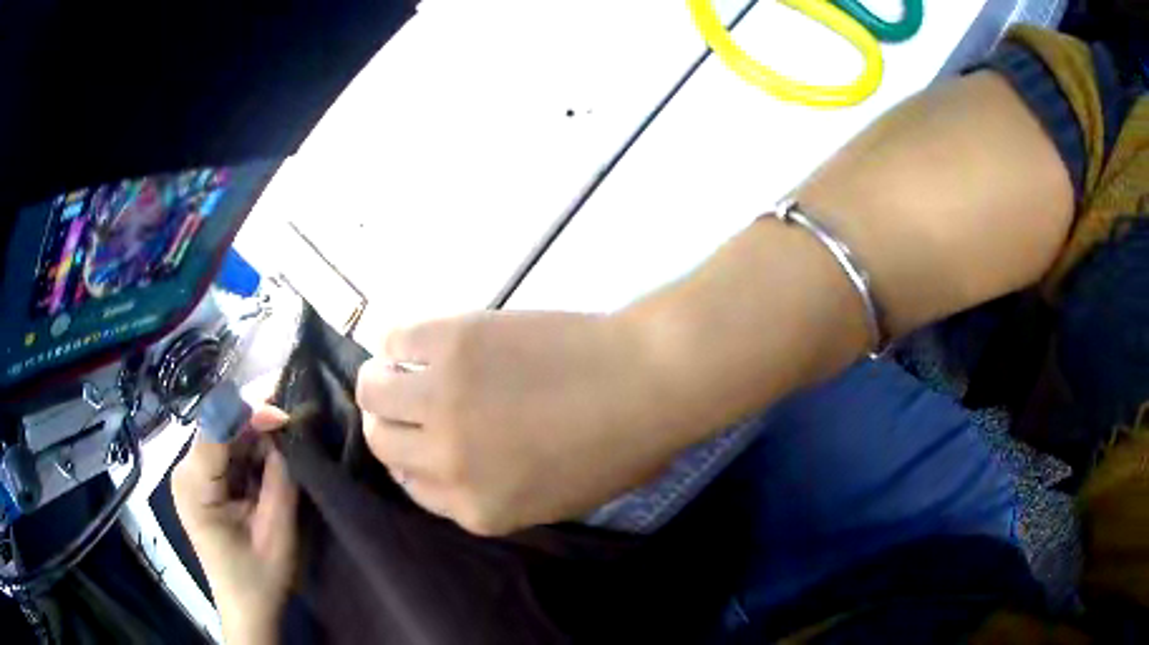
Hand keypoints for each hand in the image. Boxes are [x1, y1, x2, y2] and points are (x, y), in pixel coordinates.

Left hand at [173, 403, 296, 643]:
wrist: (247, 608)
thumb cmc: (259, 577)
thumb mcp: (276, 531)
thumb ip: (279, 478)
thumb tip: (288, 431)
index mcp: (194, 486)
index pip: (217, 429)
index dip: (252, 415)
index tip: (290, 417)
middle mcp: (184, 471)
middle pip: (220, 429)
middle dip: (258, 428)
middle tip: (295, 437)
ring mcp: (191, 475)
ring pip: (226, 437)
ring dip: (257, 442)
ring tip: (286, 455)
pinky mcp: (201, 481)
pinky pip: (226, 453)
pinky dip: (251, 456)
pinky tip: (270, 468)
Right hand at [355, 311, 683, 535]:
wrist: (648, 382)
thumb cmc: (620, 446)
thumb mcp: (556, 500)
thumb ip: (494, 495)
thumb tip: (452, 467)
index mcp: (476, 510)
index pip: (412, 488)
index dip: (415, 460)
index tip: (423, 438)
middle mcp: (447, 462)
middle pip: (382, 441)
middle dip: (390, 423)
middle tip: (408, 400)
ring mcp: (443, 400)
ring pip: (372, 389)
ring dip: (382, 379)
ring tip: (406, 367)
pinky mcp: (451, 343)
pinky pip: (395, 338)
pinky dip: (402, 339)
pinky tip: (428, 340)